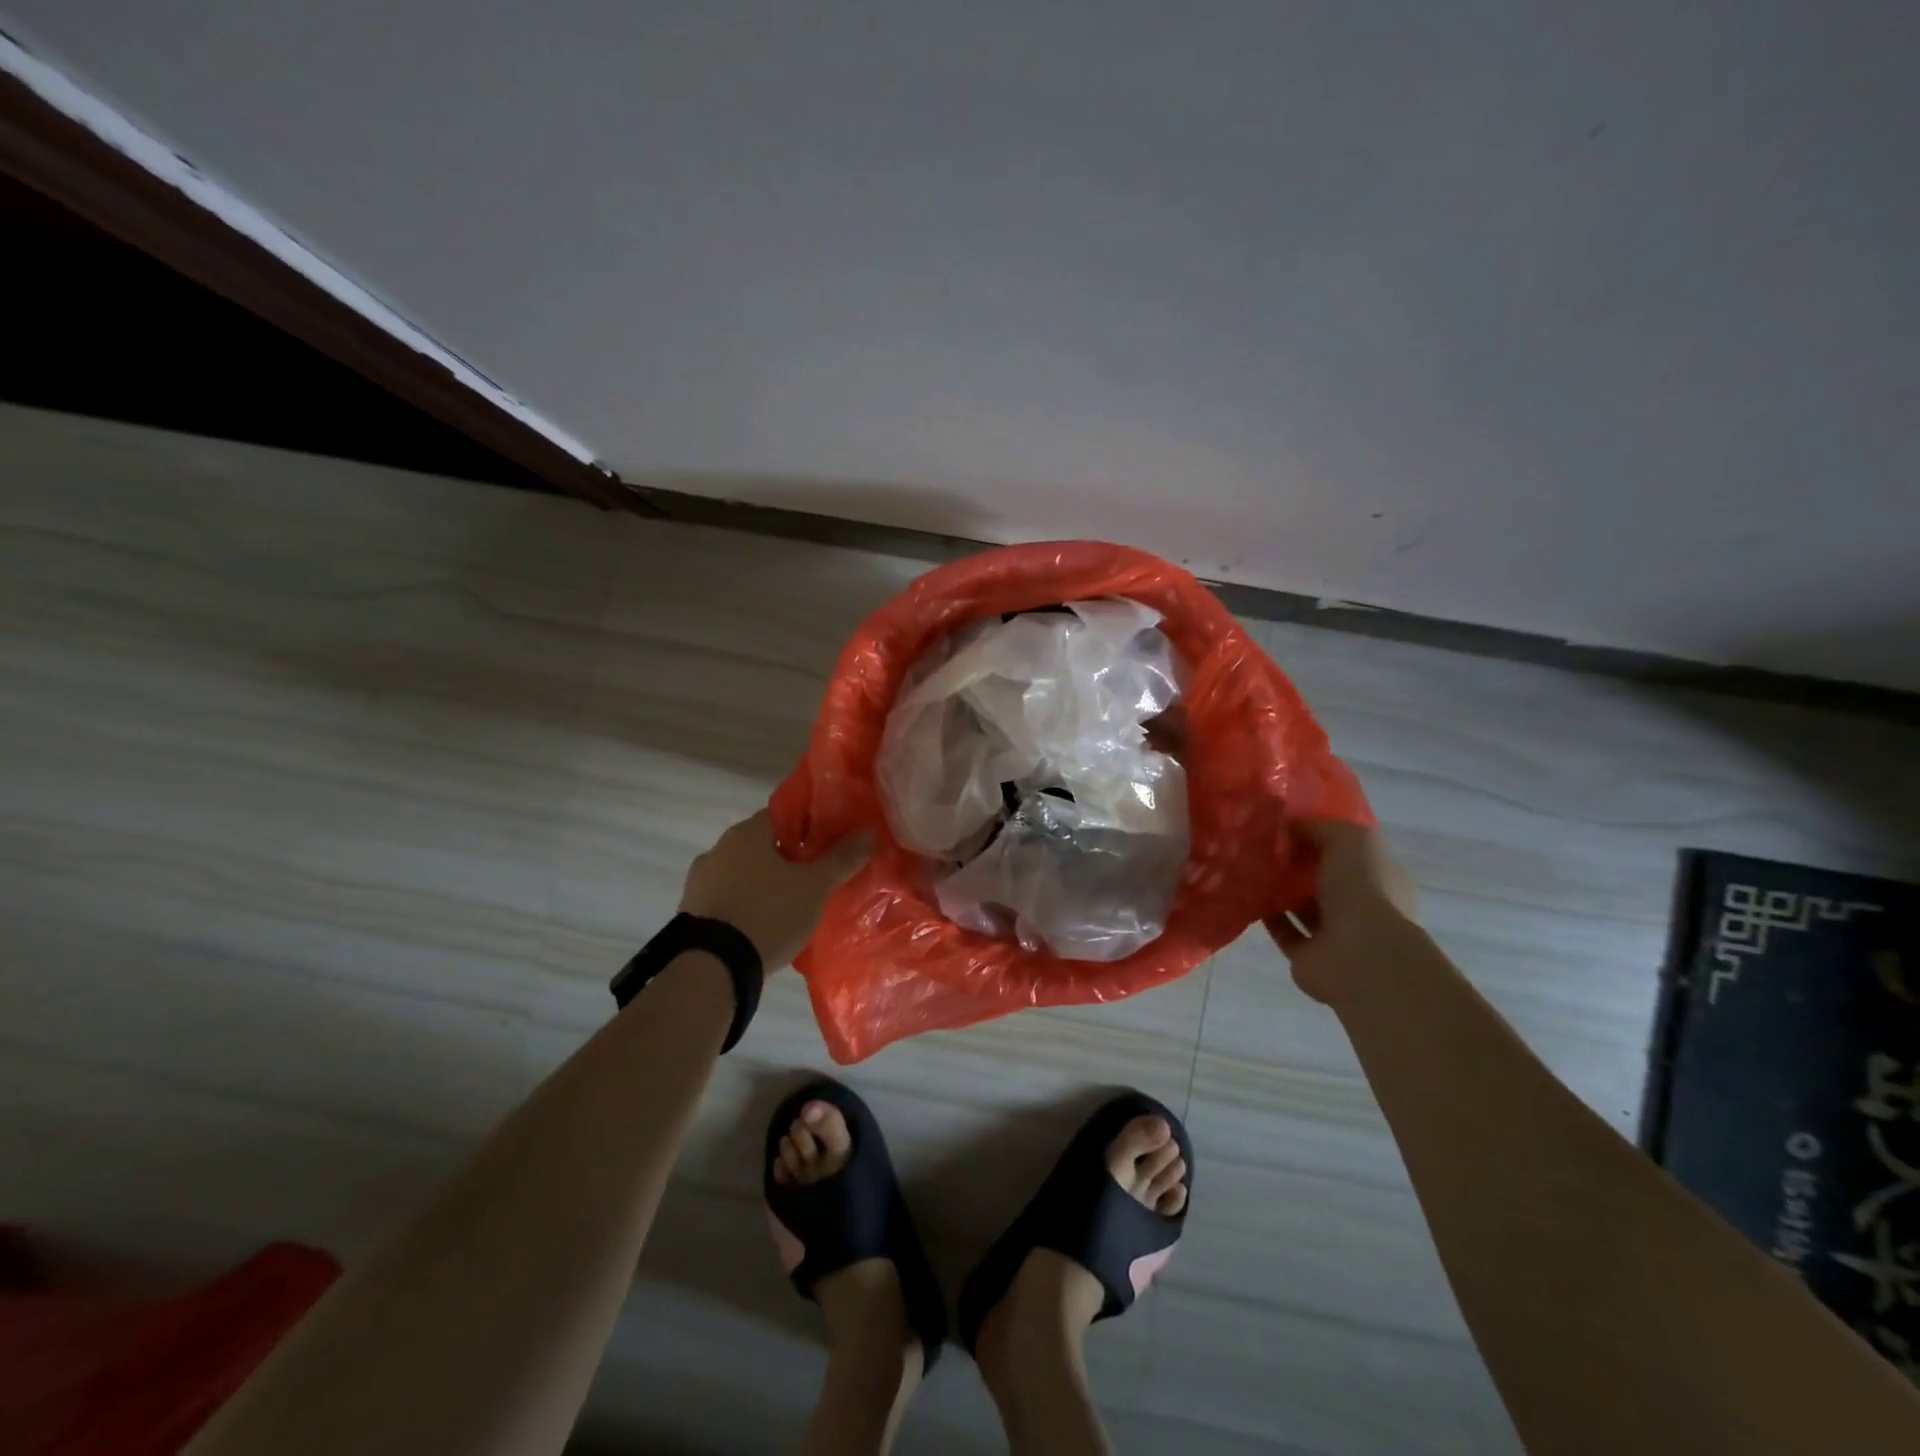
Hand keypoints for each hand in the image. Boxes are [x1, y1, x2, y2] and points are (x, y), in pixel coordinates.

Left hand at [678, 810, 874, 972]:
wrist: (713, 968)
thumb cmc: (768, 914)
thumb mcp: (815, 887)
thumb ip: (842, 858)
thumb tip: (869, 832)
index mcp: (747, 833)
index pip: (783, 815)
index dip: (809, 827)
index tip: (827, 846)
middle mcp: (718, 848)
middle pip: (763, 844)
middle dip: (788, 858)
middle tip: (815, 878)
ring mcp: (699, 881)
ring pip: (744, 872)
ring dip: (765, 883)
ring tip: (791, 906)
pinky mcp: (692, 912)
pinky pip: (728, 898)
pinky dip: (746, 905)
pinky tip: (764, 925)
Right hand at [1264, 820, 1417, 1003]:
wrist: (1359, 955)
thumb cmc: (1364, 889)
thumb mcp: (1350, 839)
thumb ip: (1319, 828)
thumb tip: (1290, 825)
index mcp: (1381, 879)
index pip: (1352, 854)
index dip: (1322, 838)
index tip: (1288, 825)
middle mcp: (1362, 907)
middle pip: (1325, 880)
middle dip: (1297, 864)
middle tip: (1262, 844)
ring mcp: (1336, 935)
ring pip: (1303, 906)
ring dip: (1280, 890)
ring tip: (1249, 866)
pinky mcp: (1308, 956)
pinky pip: (1284, 930)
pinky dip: (1267, 914)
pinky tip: (1247, 894)